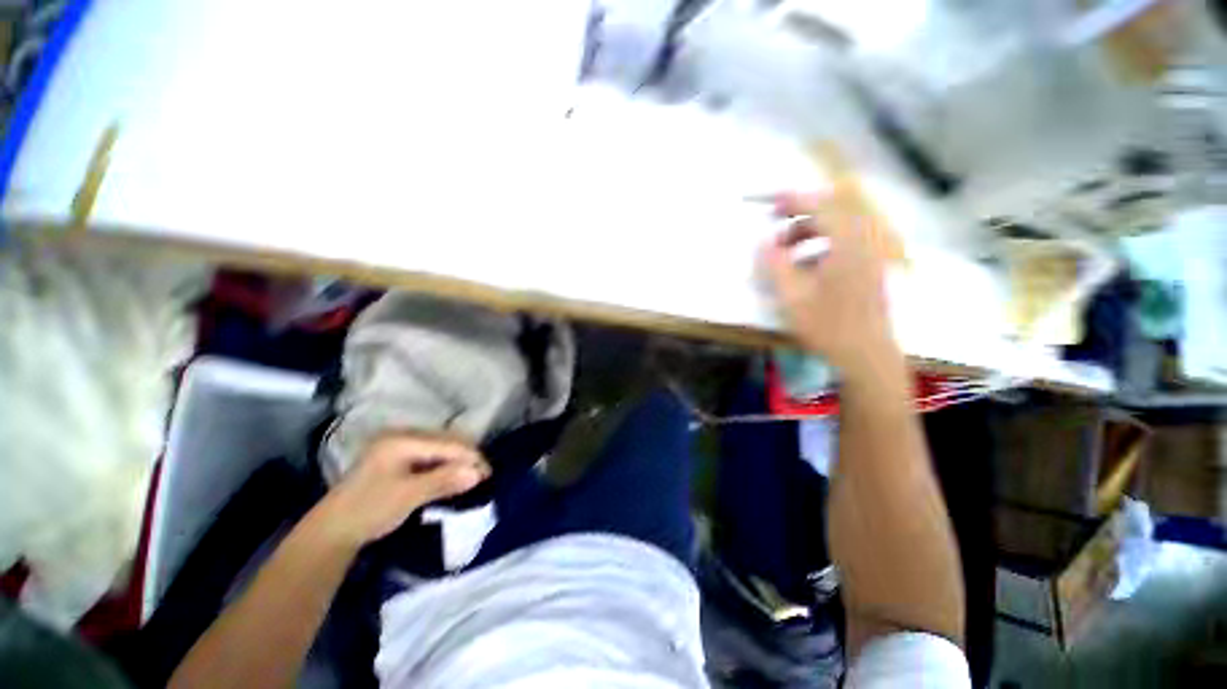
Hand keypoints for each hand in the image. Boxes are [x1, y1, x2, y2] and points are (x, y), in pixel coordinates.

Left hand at [313, 434, 490, 546]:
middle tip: (482, 476)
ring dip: (457, 462)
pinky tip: (452, 477)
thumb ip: (444, 481)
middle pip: (446, 442)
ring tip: (471, 477)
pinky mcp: (398, 458)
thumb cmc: (369, 510)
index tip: (489, 474)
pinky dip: (444, 466)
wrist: (332, 531)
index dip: (470, 457)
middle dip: (466, 458)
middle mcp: (402, 436)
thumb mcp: (408, 495)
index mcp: (402, 440)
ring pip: (440, 448)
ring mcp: (399, 445)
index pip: (447, 444)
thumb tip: (478, 474)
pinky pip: (430, 457)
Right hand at [761, 192, 897, 375]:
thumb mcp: (792, 296)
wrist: (866, 355)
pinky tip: (805, 267)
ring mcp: (870, 257)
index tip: (771, 203)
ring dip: (812, 231)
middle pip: (836, 212)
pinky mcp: (870, 270)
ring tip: (787, 250)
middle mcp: (864, 243)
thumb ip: (775, 265)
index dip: (795, 200)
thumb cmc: (827, 326)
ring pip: (841, 228)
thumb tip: (764, 243)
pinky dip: (822, 245)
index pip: (822, 208)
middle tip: (777, 223)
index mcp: (847, 245)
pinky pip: (846, 244)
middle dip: (803, 213)